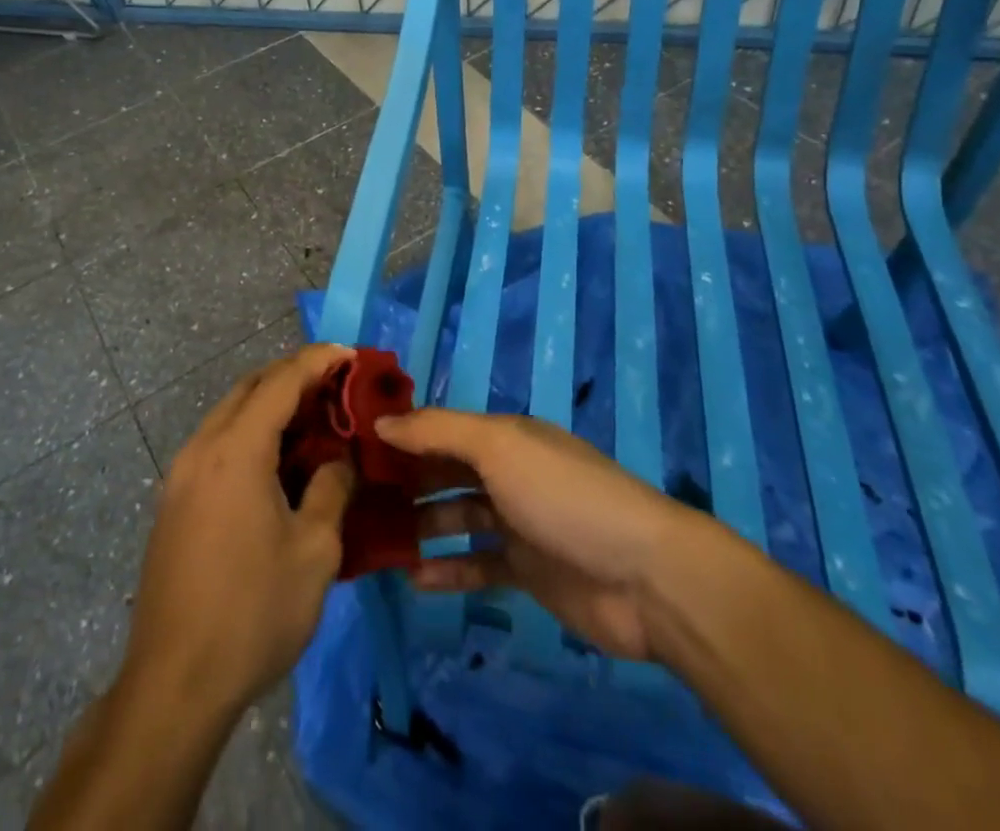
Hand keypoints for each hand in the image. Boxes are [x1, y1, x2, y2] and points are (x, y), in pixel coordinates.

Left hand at [122, 343, 356, 718]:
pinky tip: (277, 462)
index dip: (319, 360)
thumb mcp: (315, 551)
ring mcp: (181, 474)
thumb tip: (339, 460)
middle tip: (336, 386)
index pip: (281, 380)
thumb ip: (332, 488)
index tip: (351, 354)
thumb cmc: (253, 613)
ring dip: (270, 405)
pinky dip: (251, 433)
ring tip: (313, 421)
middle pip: (251, 387)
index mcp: (236, 450)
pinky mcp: (174, 500)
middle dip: (294, 376)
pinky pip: (218, 443)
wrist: (174, 683)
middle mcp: (203, 448)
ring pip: (231, 413)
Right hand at [375, 408, 695, 661]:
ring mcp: (520, 523)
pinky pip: (478, 566)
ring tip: (376, 539)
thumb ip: (438, 432)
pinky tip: (414, 579)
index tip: (354, 448)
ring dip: (420, 526)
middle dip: (405, 481)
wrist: (645, 577)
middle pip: (447, 472)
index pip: (442, 429)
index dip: (401, 435)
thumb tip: (381, 421)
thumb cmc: (564, 496)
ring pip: (458, 518)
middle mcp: (510, 473)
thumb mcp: (499, 447)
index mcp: (505, 436)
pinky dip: (448, 570)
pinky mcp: (529, 572)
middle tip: (355, 499)